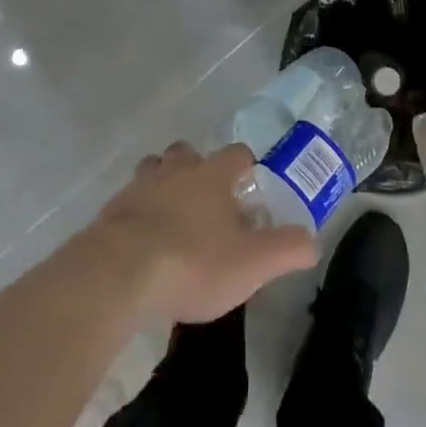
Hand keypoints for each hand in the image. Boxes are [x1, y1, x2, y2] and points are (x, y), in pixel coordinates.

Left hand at [92, 142, 317, 325]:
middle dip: (199, 170)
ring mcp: (141, 185)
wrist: (119, 272)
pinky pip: (130, 202)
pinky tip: (142, 244)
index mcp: (213, 174)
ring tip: (172, 219)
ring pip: (155, 170)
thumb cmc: (192, 262)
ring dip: (164, 185)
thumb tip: (313, 241)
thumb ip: (286, 249)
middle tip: (207, 205)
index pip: (238, 154)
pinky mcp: (112, 209)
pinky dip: (138, 214)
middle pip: (190, 153)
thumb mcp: (251, 263)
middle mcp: (177, 168)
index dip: (246, 169)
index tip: (249, 192)